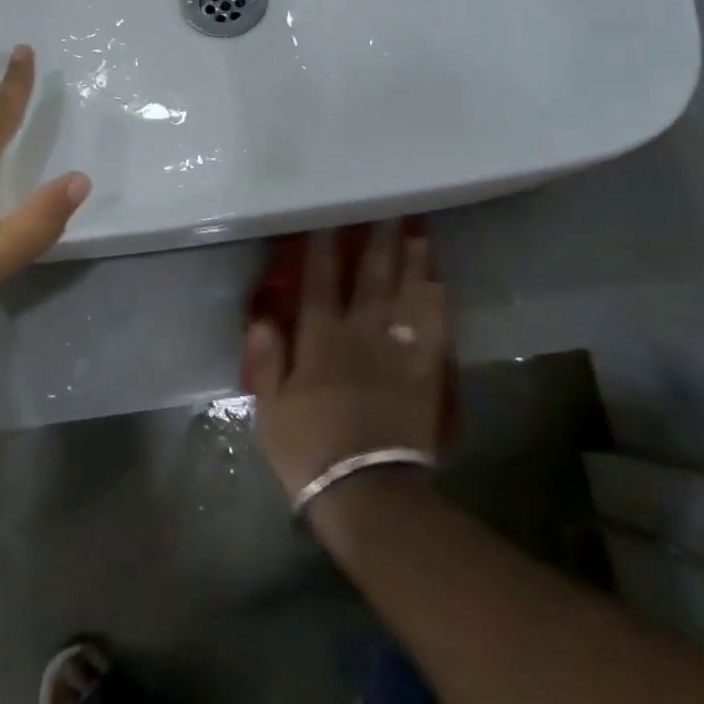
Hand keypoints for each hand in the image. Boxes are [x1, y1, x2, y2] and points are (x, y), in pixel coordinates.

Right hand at [243, 223, 449, 509]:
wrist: (367, 493)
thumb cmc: (310, 451)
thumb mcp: (269, 409)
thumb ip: (266, 359)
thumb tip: (263, 315)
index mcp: (320, 340)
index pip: (319, 283)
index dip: (322, 250)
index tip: (329, 220)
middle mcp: (360, 334)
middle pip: (371, 279)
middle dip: (378, 243)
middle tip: (389, 210)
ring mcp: (397, 352)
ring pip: (406, 296)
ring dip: (412, 262)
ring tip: (418, 232)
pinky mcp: (424, 374)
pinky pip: (435, 331)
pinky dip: (438, 305)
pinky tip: (441, 283)